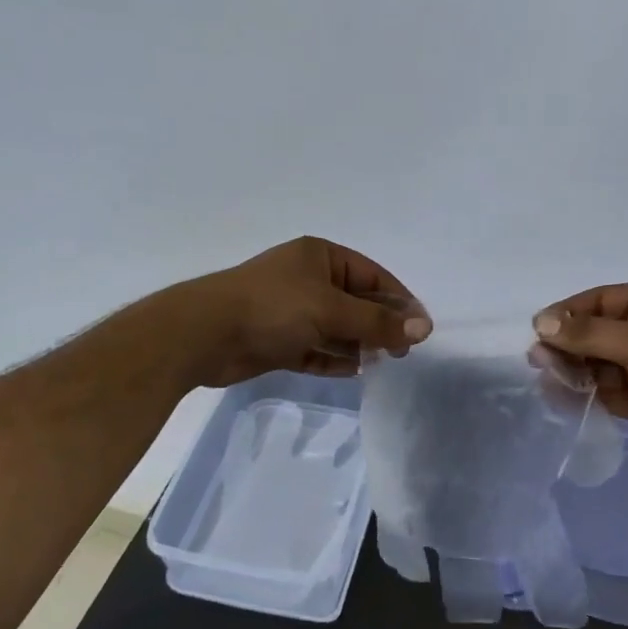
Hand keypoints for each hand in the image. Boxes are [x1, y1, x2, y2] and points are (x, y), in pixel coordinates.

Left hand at [175, 237, 430, 388]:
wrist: (203, 335)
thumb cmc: (273, 308)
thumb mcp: (331, 310)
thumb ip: (377, 323)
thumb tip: (423, 330)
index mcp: (321, 257)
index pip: (373, 276)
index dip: (399, 301)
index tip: (420, 329)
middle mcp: (307, 279)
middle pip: (356, 303)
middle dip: (379, 326)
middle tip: (402, 352)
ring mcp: (291, 310)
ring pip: (336, 328)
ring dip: (358, 344)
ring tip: (382, 362)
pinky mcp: (277, 340)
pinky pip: (315, 349)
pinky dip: (333, 358)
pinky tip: (353, 370)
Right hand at [532, 285, 627, 466]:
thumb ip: (587, 333)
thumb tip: (541, 321)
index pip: (597, 302)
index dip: (566, 314)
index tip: (537, 332)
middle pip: (594, 333)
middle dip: (566, 346)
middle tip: (538, 362)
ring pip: (597, 364)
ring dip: (573, 371)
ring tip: (547, 381)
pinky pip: (606, 391)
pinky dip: (586, 394)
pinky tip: (563, 398)